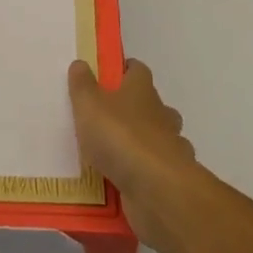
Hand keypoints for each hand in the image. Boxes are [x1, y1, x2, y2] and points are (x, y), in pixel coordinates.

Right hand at [68, 59, 195, 245]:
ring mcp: (171, 147)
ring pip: (161, 137)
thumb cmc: (120, 137)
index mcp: (141, 90)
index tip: (109, 76)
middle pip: (152, 104)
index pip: (137, 70)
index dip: (125, 70)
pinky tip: (130, 180)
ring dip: (145, 142)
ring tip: (117, 153)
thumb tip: (80, 63)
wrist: (157, 189)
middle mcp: (161, 114)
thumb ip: (82, 85)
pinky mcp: (172, 178)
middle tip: (109, 118)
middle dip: (135, 108)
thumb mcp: (89, 105)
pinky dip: (148, 172)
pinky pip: (159, 170)